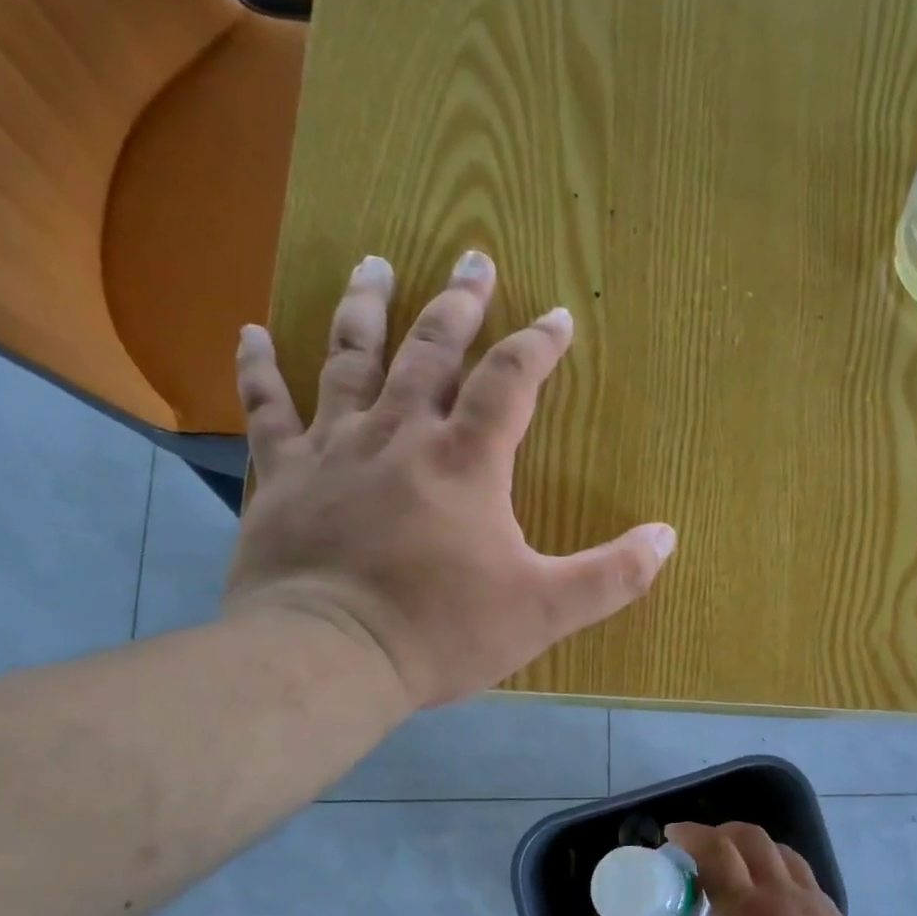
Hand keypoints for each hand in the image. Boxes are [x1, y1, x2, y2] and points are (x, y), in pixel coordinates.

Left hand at [223, 251, 676, 709]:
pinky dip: (258, 368)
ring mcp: (333, 448)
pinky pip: (266, 408)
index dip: (538, 345)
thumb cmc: (442, 631)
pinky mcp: (282, 476)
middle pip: (430, 350)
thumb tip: (666, 537)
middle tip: (472, 259)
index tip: (558, 315)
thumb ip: (611, 575)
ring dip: (365, 308)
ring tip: (375, 264)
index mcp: (465, 461)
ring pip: (349, 359)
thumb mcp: (545, 610)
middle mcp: (399, 435)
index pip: (510, 382)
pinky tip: (250, 332)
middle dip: (457, 305)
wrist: (329, 656)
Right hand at [644, 821, 894, 915]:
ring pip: (784, 853)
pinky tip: (775, 908)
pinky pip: (806, 881)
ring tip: (739, 872)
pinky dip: (782, 875)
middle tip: (703, 851)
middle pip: (752, 838)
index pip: (715, 851)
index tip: (672, 835)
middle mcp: (784, 896)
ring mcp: (817, 905)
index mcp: (747, 913)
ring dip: (755, 849)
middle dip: (722, 832)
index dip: (690, 835)